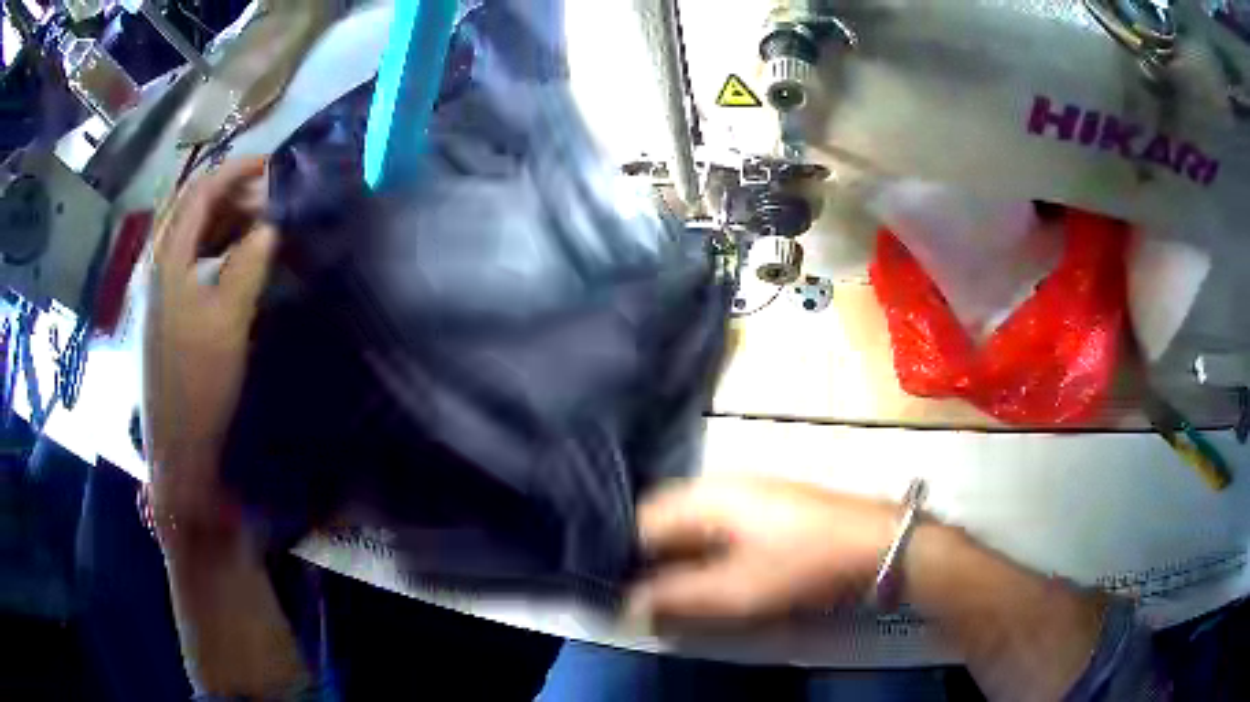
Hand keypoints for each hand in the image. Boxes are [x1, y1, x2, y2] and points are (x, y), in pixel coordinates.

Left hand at [143, 158, 275, 537]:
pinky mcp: (165, 313)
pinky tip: (235, 261)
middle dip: (231, 193)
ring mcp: (159, 291)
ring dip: (224, 221)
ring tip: (259, 225)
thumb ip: (249, 262)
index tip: (273, 167)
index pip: (200, 191)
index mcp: (167, 259)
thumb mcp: (229, 319)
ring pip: (190, 235)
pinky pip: (189, 262)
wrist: (178, 449)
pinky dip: (214, 249)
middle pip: (191, 208)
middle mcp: (157, 266)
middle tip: (270, 199)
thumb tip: (271, 225)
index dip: (236, 170)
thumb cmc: (200, 383)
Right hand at [627, 476, 896, 626]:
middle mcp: (718, 484)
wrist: (874, 543)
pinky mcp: (764, 504)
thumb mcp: (736, 591)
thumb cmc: (802, 564)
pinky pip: (713, 524)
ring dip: (675, 555)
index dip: (623, 556)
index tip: (617, 590)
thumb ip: (676, 598)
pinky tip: (710, 573)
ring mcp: (745, 490)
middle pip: (662, 518)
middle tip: (643, 595)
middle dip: (648, 557)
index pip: (640, 520)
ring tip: (672, 590)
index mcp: (705, 496)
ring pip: (689, 522)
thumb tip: (629, 603)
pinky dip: (701, 550)